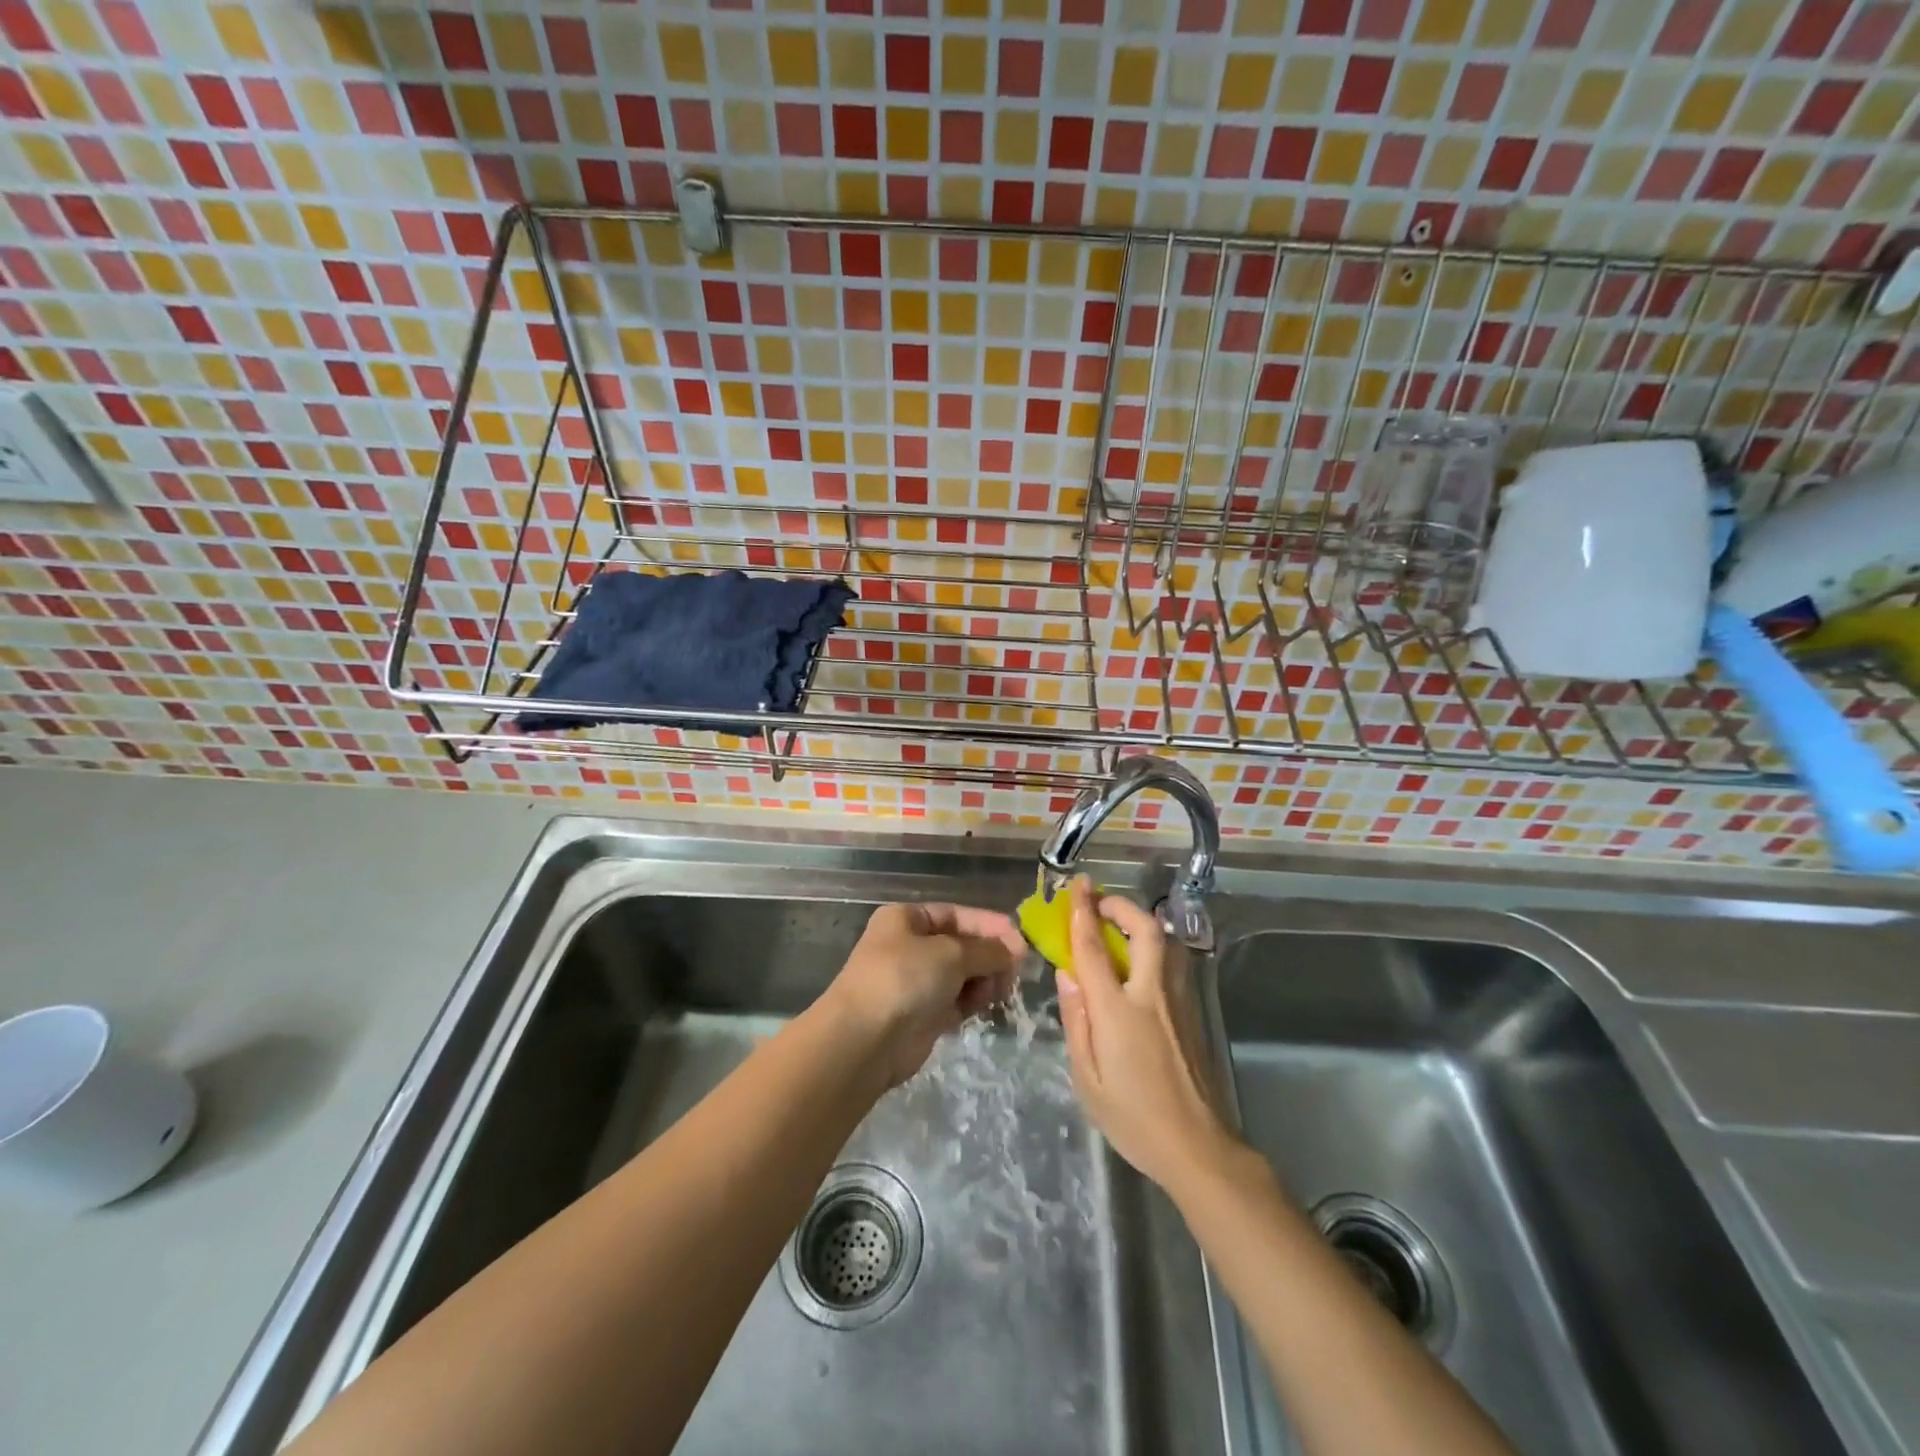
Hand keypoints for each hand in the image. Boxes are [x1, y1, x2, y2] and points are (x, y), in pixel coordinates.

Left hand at [825, 902, 1026, 1085]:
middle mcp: (909, 946)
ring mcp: (915, 982)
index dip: (990, 925)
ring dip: (983, 980)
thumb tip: (1013, 949)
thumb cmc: (904, 979)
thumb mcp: (950, 954)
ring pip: (962, 975)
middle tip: (1015, 971)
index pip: (957, 915)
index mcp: (907, 919)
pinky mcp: (922, 1015)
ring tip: (998, 991)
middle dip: (989, 956)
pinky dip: (972, 1001)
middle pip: (961, 945)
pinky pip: (956, 1000)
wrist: (864, 1040)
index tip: (1021, 942)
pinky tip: (986, 1006)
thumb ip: (986, 949)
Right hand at [1056, 877, 1238, 1191]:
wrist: (1197, 1148)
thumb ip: (1077, 1021)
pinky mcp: (1193, 1012)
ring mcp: (1178, 1001)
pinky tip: (1135, 964)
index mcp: (1119, 1011)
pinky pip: (1171, 964)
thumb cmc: (1133, 1118)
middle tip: (1098, 903)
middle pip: (1144, 930)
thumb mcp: (1087, 1078)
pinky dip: (1151, 947)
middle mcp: (1152, 995)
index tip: (1077, 885)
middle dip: (1121, 906)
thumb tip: (1067, 976)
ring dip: (1139, 923)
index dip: (1082, 912)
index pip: (1095, 948)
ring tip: (1114, 927)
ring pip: (1164, 943)